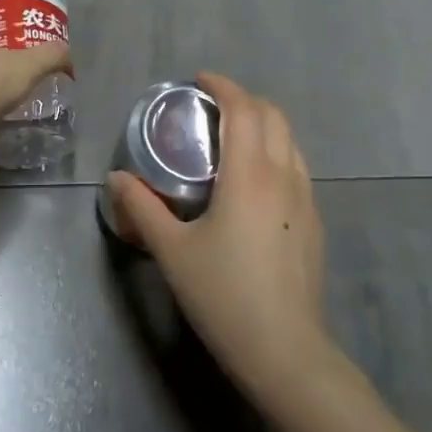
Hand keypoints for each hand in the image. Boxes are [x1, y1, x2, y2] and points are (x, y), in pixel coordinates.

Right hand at [106, 73, 328, 400]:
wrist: (284, 351)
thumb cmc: (223, 295)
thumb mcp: (172, 250)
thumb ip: (142, 208)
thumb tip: (116, 178)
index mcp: (250, 175)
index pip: (244, 109)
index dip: (223, 86)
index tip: (199, 81)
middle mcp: (284, 176)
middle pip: (274, 116)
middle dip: (244, 100)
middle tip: (211, 107)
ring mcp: (306, 200)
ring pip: (290, 141)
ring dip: (263, 125)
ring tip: (231, 139)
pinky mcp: (314, 223)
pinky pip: (296, 167)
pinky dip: (274, 152)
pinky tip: (252, 182)